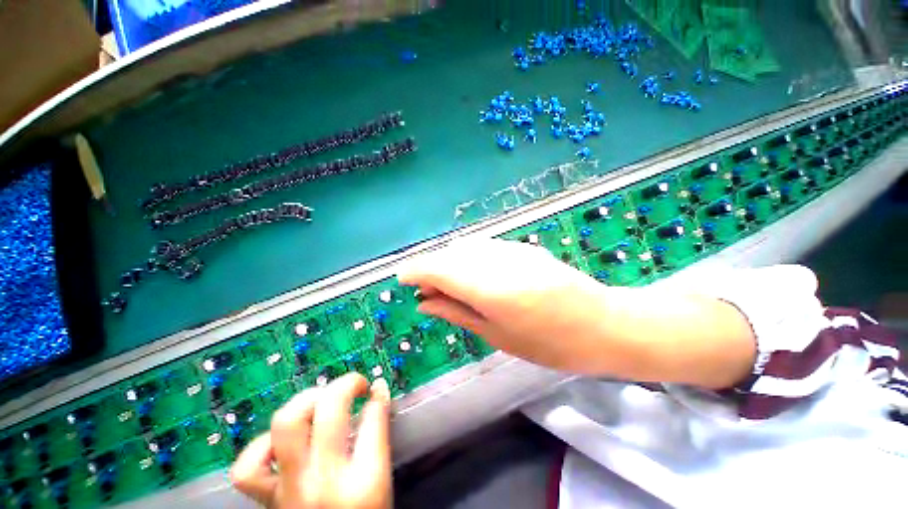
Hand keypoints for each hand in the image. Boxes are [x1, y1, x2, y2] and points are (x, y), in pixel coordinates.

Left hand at [230, 373, 392, 508]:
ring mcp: (290, 490)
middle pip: (329, 410)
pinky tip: (281, 444)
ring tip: (320, 402)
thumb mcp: (381, 482)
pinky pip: (249, 466)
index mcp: (364, 481)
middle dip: (345, 384)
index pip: (372, 418)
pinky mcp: (266, 501)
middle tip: (353, 387)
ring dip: (306, 401)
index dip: (377, 395)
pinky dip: (262, 446)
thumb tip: (378, 396)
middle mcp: (324, 481)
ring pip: (286, 424)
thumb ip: (379, 437)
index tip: (376, 387)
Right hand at [397, 238, 755, 387]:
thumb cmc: (550, 343)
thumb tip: (424, 302)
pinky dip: (469, 259)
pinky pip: (483, 247)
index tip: (401, 278)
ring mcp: (511, 249)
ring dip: (450, 263)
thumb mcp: (497, 335)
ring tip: (451, 287)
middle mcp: (495, 260)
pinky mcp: (521, 247)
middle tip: (429, 293)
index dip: (415, 270)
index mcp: (488, 287)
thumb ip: (457, 312)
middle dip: (431, 269)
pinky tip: (474, 276)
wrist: (603, 323)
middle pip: (448, 254)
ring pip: (465, 247)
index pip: (438, 268)